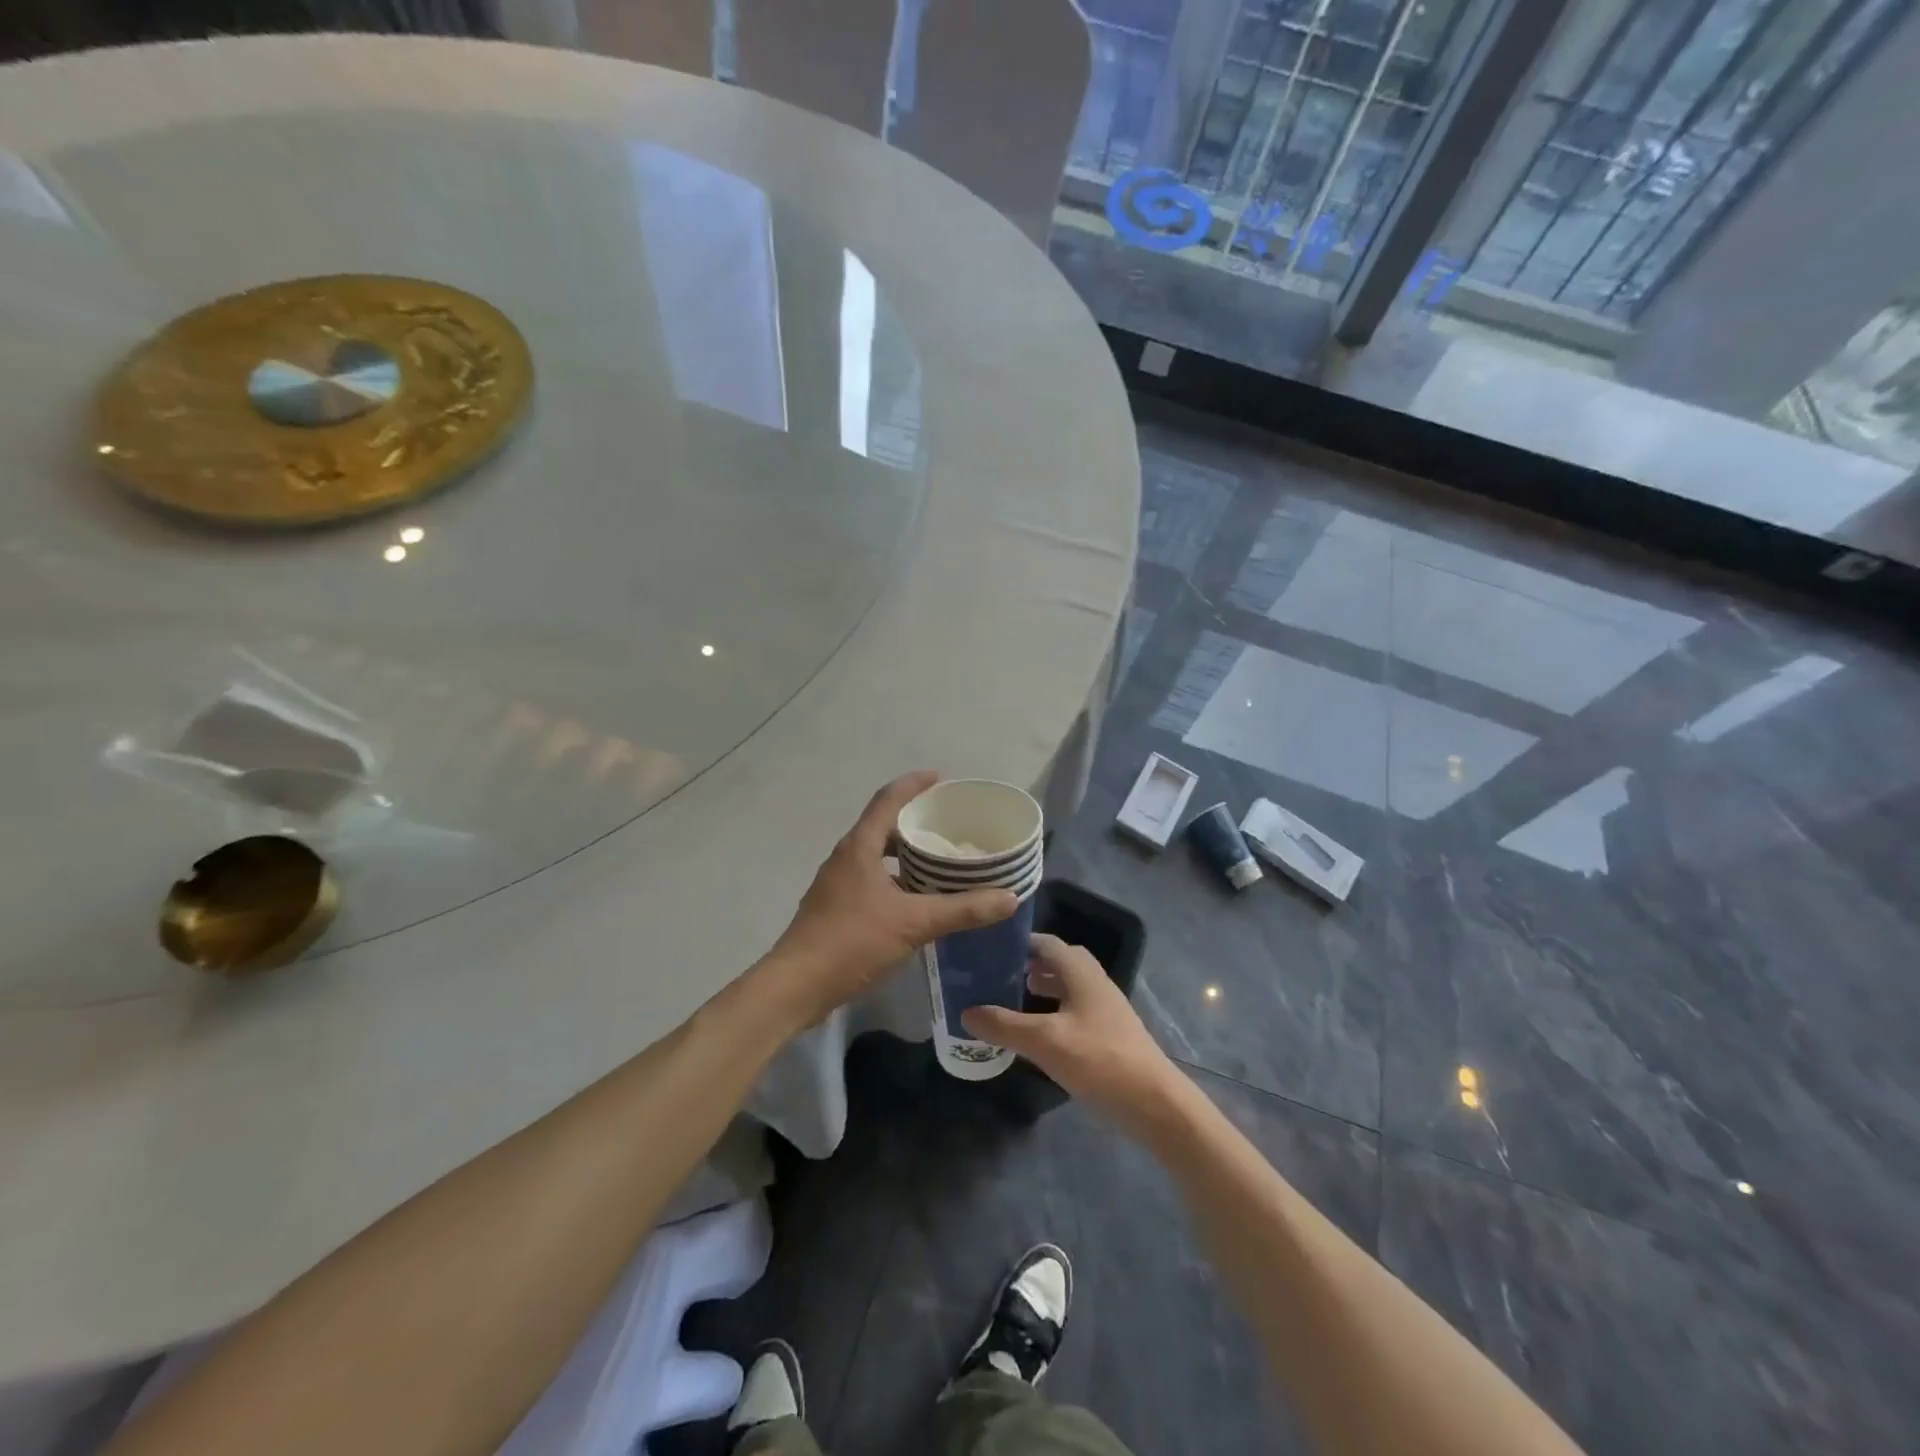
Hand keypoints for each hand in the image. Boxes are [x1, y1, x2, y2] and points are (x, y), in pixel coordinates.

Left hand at [760, 772, 1016, 1028]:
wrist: (797, 986)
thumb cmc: (853, 941)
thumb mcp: (914, 923)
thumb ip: (962, 909)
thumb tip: (1009, 897)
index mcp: (859, 847)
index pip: (888, 799)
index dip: (914, 784)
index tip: (940, 779)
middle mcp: (846, 857)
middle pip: (882, 825)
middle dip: (915, 821)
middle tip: (949, 825)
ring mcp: (837, 884)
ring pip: (876, 856)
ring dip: (905, 854)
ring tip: (940, 862)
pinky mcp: (835, 908)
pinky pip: (871, 880)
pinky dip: (896, 880)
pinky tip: (917, 901)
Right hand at [962, 933, 1180, 1133]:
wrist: (1155, 1104)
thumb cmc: (1100, 1061)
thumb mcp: (1045, 1042)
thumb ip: (1004, 1025)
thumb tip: (966, 1011)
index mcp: (1082, 973)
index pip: (1047, 943)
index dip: (1020, 942)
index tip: (989, 948)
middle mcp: (1095, 983)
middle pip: (1059, 962)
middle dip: (1029, 964)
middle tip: (997, 974)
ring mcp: (1105, 1009)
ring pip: (1068, 986)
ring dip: (1042, 987)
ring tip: (1012, 998)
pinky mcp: (1108, 1034)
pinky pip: (1074, 1009)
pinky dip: (1053, 1011)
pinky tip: (1038, 1032)